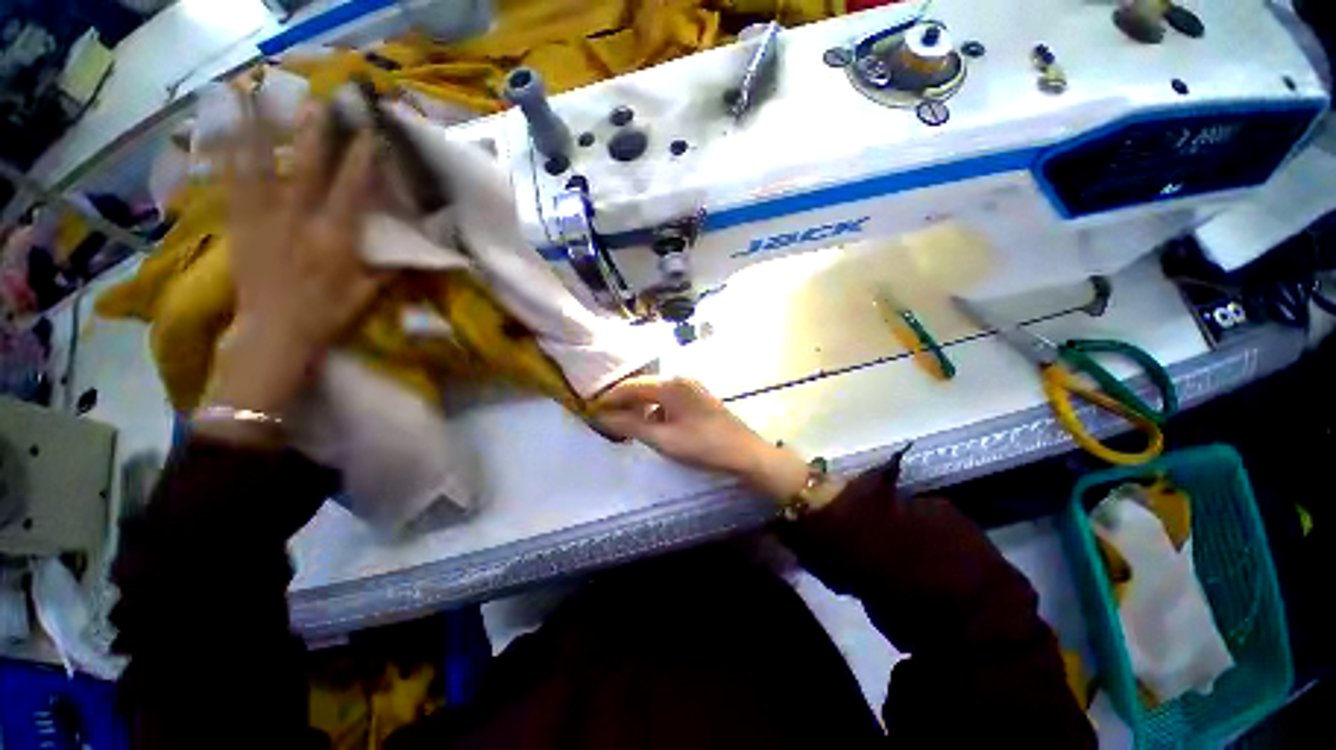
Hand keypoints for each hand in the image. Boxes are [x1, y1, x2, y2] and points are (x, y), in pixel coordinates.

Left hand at [201, 102, 386, 437]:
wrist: (273, 335)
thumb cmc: (326, 316)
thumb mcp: (367, 295)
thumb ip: (386, 269)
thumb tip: (409, 251)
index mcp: (333, 239)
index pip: (351, 192)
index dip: (361, 162)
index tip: (370, 136)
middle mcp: (297, 222)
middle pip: (305, 170)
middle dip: (313, 136)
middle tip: (320, 106)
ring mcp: (262, 221)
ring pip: (259, 170)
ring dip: (260, 135)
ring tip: (257, 101)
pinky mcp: (239, 227)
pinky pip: (231, 187)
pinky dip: (228, 159)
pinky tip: (226, 136)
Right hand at [594, 376, 811, 500]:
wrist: (744, 452)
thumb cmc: (702, 445)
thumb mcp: (662, 438)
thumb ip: (630, 426)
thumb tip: (601, 417)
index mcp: (670, 384)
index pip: (630, 386)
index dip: (610, 398)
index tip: (591, 410)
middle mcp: (679, 379)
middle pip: (642, 387)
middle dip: (623, 402)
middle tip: (604, 419)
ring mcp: (690, 386)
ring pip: (655, 393)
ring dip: (639, 406)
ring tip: (624, 424)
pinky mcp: (697, 397)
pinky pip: (667, 399)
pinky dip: (654, 410)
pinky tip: (650, 425)